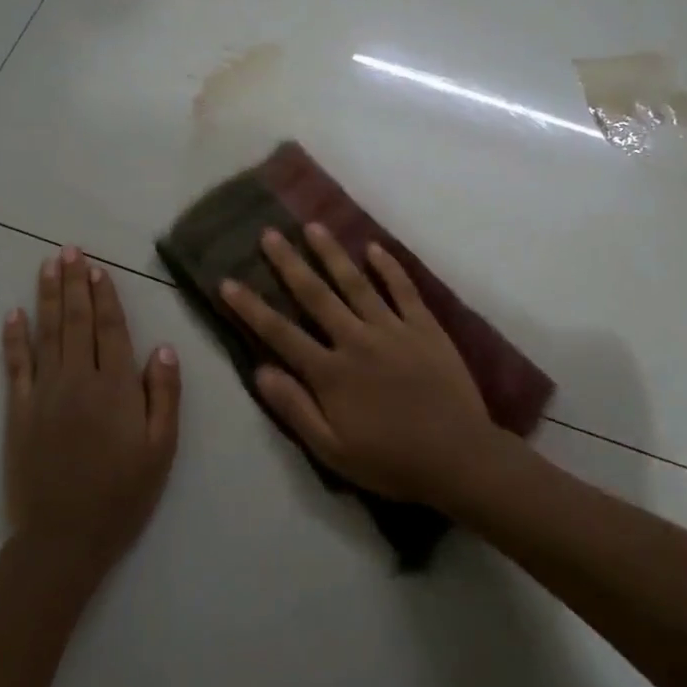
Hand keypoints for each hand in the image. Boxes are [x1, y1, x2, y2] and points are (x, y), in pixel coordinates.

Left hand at [2, 246, 181, 581]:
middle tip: (68, 249)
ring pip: (46, 333)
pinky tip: (13, 314)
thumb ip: (164, 395)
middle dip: (73, 283)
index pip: (110, 329)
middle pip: (75, 322)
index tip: (97, 268)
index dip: (104, 296)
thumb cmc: (122, 495)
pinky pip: (15, 366)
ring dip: (47, 297)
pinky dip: (13, 338)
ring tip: (47, 265)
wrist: (64, 540)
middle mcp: (77, 380)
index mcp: (115, 388)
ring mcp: (43, 394)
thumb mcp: (161, 449)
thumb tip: (162, 347)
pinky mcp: (18, 412)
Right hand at [219, 225, 505, 508]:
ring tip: (313, 226)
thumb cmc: (390, 460)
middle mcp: (356, 340)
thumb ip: (295, 408)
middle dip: (289, 263)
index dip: (251, 307)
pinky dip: (389, 267)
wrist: (458, 457)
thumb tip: (260, 371)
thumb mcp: (331, 450)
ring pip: (356, 283)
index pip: (280, 332)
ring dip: (332, 253)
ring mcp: (392, 329)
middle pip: (315, 295)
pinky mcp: (425, 327)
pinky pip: (404, 289)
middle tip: (270, 233)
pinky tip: (374, 248)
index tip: (228, 281)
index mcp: (330, 372)